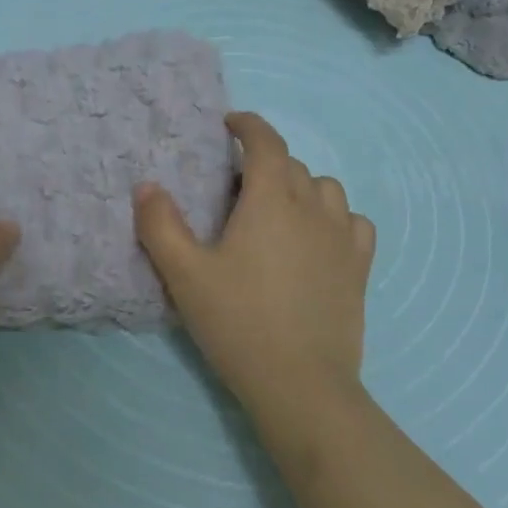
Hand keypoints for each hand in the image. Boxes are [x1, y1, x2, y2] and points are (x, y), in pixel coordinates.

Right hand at [133, 112, 374, 416]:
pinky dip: (334, 217)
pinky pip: (353, 222)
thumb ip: (160, 226)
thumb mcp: (185, 275)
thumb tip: (147, 186)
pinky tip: (320, 237)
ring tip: (279, 210)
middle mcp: (312, 207)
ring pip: (326, 189)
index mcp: (270, 199)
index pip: (265, 141)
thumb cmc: (238, 322)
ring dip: (301, 186)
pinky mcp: (360, 267)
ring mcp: (343, 237)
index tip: (230, 124)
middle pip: (291, 165)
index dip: (248, 125)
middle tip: (237, 188)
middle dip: (265, 162)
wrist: (300, 384)